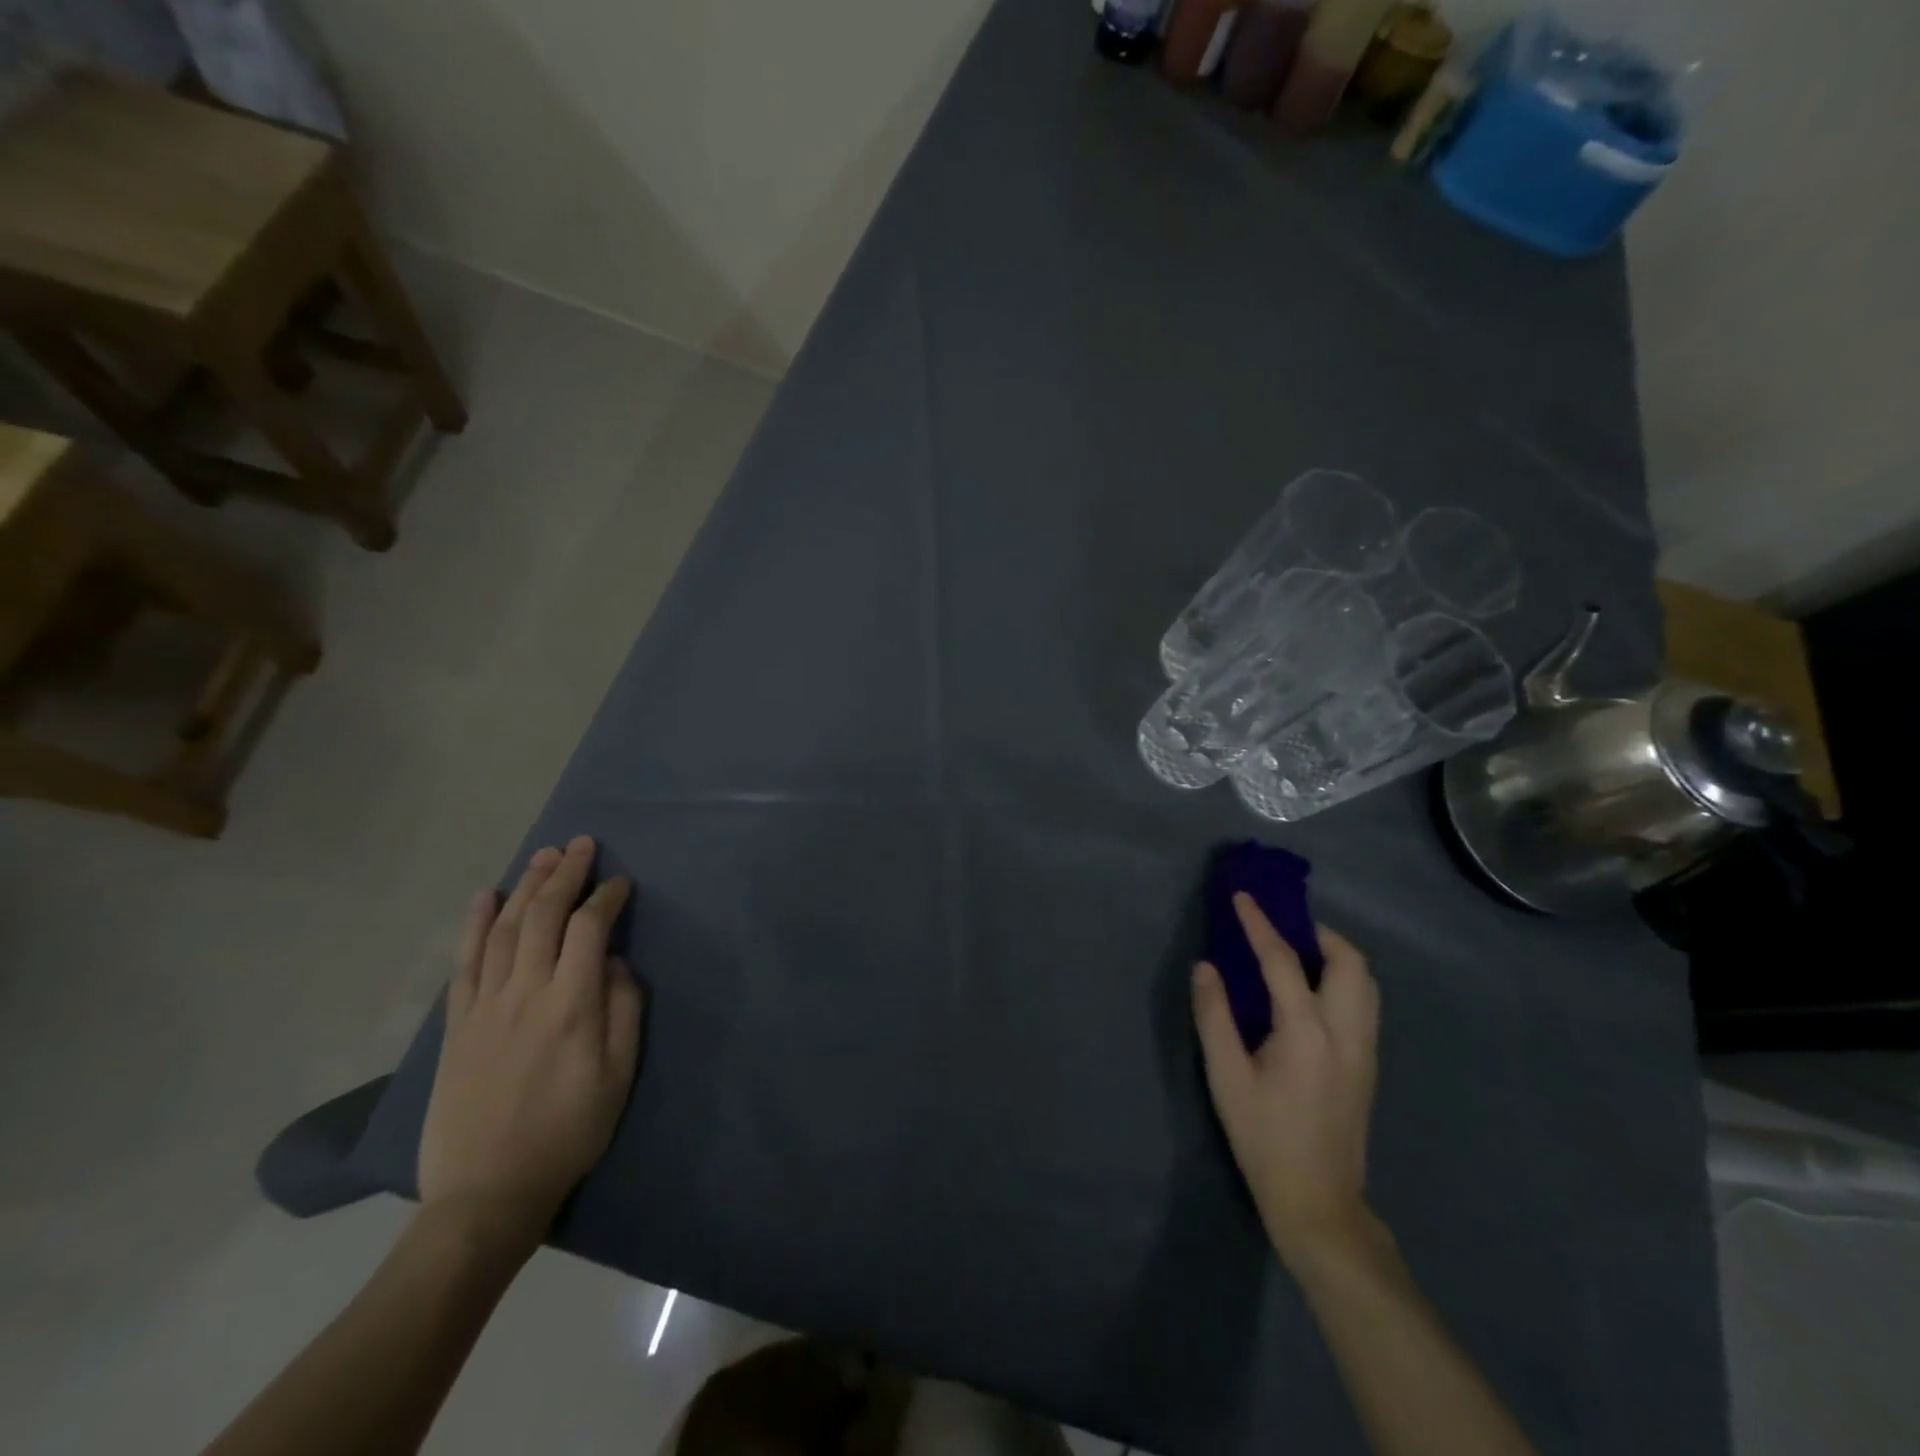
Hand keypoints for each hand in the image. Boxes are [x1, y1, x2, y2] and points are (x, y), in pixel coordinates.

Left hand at [418, 837, 642, 1255]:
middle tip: (581, 844)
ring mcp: (485, 1005)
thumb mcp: (619, 1075)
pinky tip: (485, 896)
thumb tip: (617, 964)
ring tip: (544, 856)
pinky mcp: (457, 1023)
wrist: (487, 1192)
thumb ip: (625, 1010)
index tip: (620, 882)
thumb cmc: (569, 1132)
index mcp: (572, 1004)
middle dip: (565, 874)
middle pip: (543, 915)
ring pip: (504, 928)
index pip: (590, 929)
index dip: (607, 897)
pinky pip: (464, 961)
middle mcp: (526, 992)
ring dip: (525, 886)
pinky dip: (473, 923)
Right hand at [1193, 893, 1379, 1267]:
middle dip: (1317, 932)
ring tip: (1296, 954)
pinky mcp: (1369, 1063)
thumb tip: (1206, 967)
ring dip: (1335, 955)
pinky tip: (1310, 993)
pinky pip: (1364, 1002)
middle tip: (1280, 929)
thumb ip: (1214, 1015)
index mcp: (1307, 1032)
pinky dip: (1342, 979)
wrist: (1319, 1202)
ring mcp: (1365, 1049)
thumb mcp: (1226, 1077)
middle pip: (1350, 961)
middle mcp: (1347, 1032)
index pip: (1284, 960)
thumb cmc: (1264, 1138)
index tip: (1243, 897)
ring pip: (1366, 981)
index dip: (1260, 924)